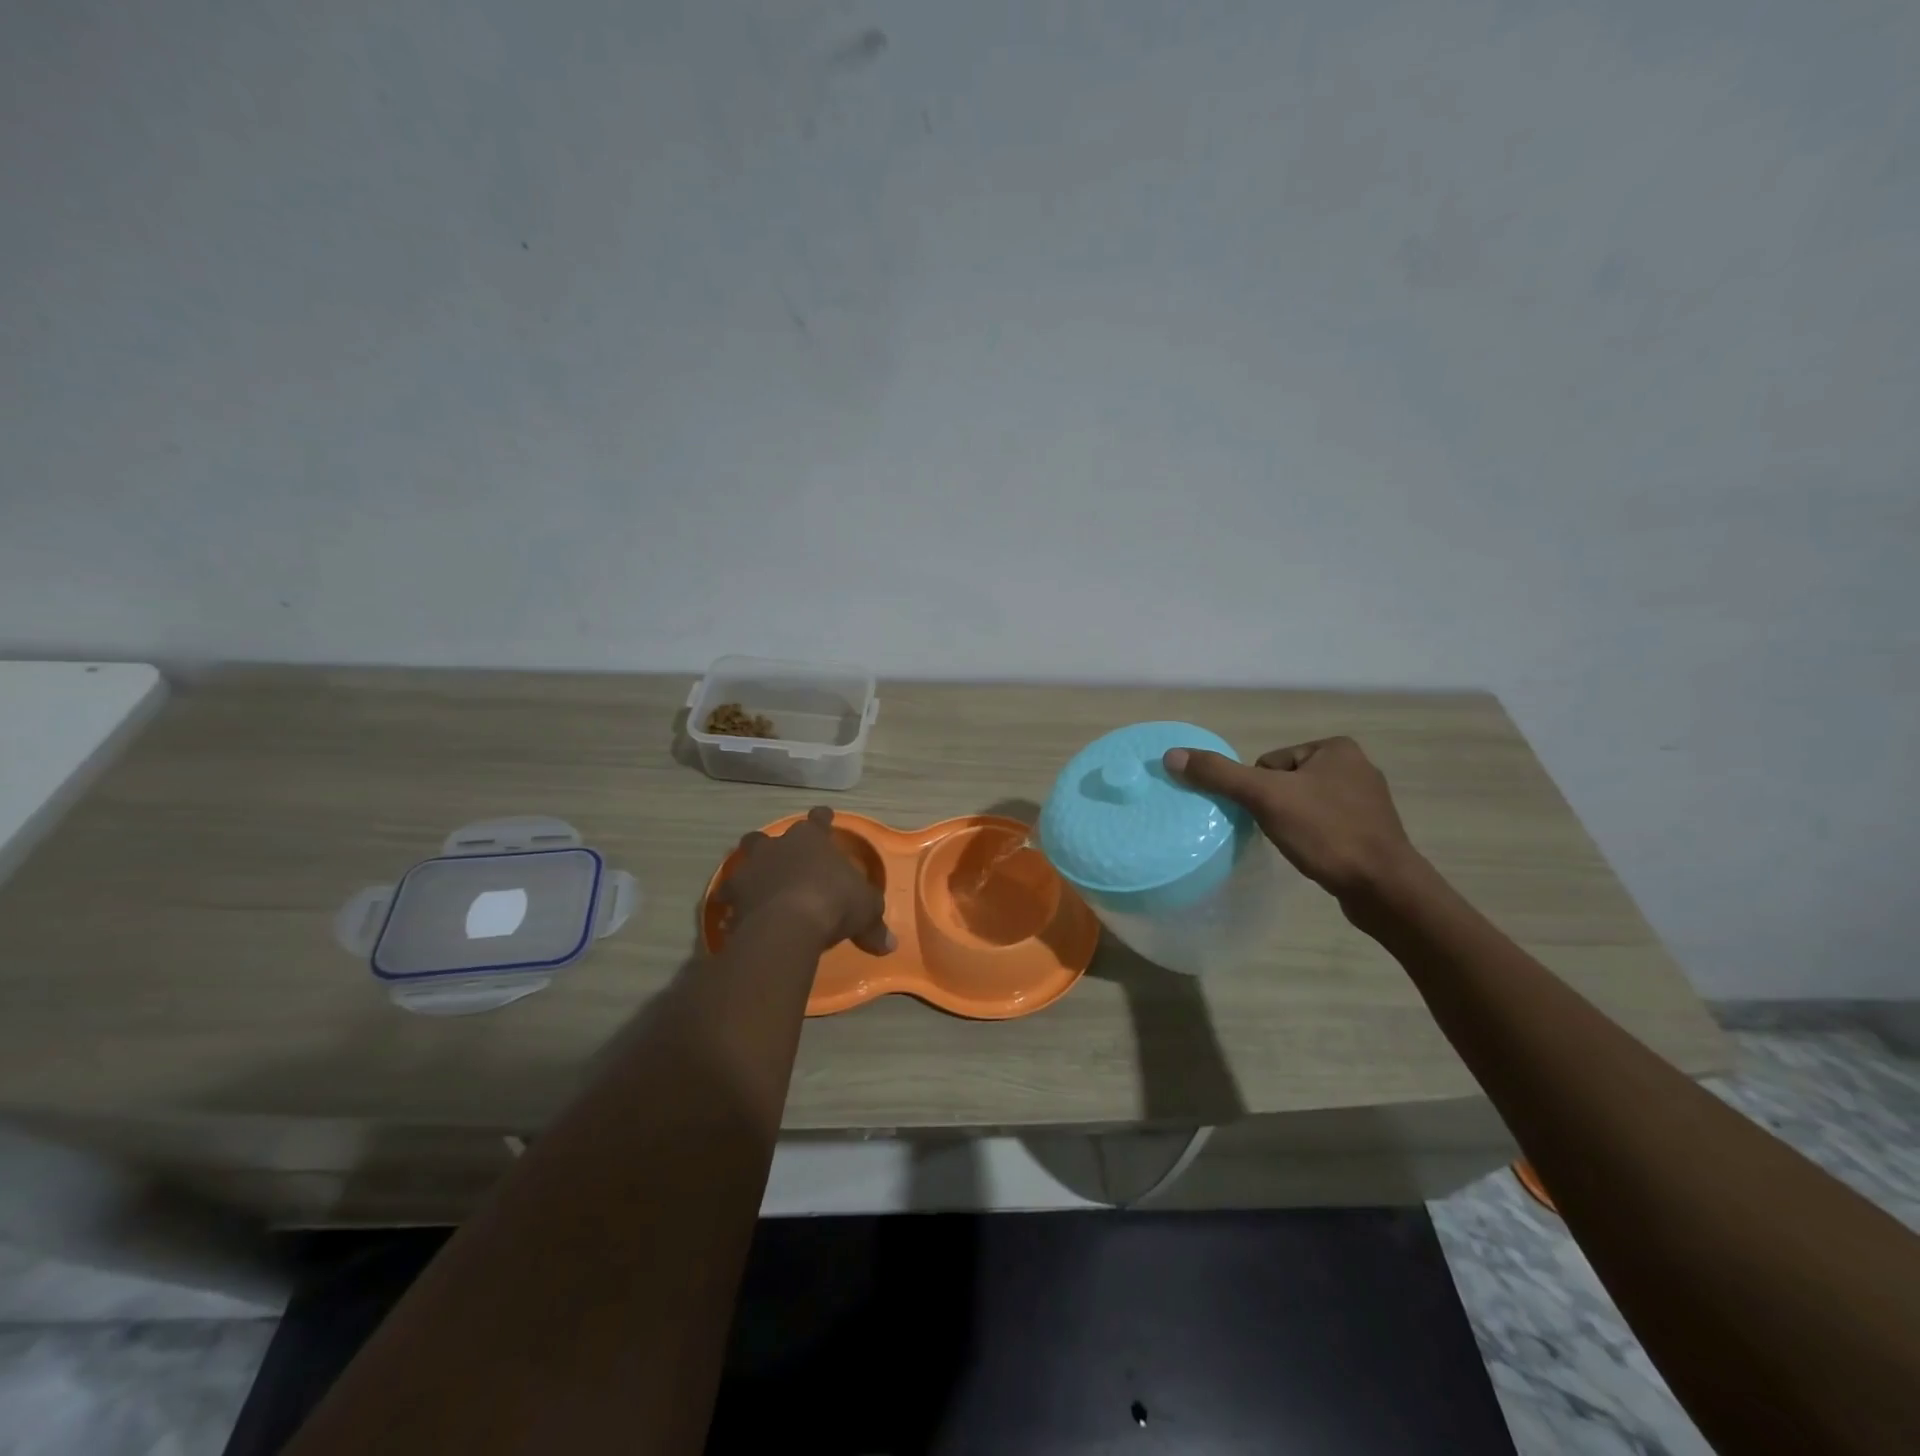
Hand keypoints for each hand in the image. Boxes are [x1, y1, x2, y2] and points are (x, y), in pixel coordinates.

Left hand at [719, 806, 895, 954]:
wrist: (788, 924)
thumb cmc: (834, 902)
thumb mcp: (866, 911)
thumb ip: (874, 924)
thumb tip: (890, 945)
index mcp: (812, 838)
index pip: (818, 819)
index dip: (822, 819)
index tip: (824, 817)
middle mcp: (778, 845)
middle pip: (767, 836)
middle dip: (772, 846)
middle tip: (780, 859)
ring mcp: (751, 867)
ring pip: (743, 861)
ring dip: (750, 871)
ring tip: (755, 886)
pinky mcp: (732, 894)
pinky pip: (729, 896)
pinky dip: (733, 904)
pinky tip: (736, 917)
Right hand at [1162, 737, 1418, 900]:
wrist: (1384, 888)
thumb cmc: (1326, 833)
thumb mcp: (1265, 798)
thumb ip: (1219, 775)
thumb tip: (1172, 755)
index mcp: (1335, 748)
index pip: (1269, 762)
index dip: (1259, 790)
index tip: (1270, 814)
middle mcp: (1355, 767)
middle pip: (1284, 782)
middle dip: (1274, 807)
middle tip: (1280, 831)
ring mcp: (1366, 801)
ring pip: (1302, 805)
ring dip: (1292, 823)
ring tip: (1297, 845)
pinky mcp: (1370, 832)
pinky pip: (1323, 825)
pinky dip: (1312, 838)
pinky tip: (1314, 855)